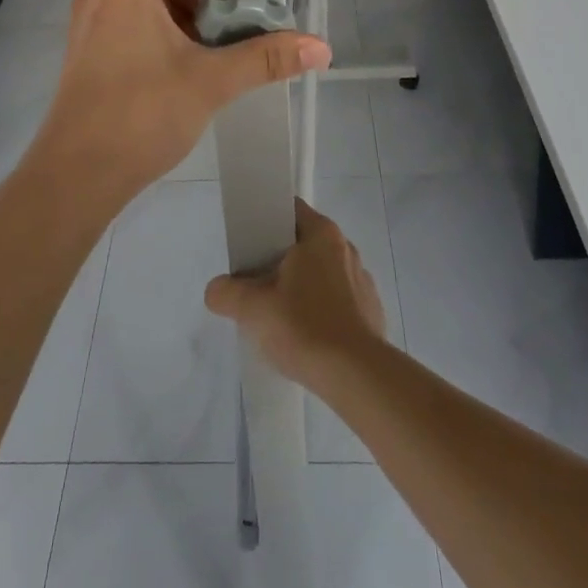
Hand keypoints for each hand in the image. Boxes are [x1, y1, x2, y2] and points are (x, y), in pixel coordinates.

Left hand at [25, 0, 329, 207]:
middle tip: (233, 13)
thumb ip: (266, 59)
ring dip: (181, 10)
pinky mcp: (89, 55)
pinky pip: (128, 22)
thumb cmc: (141, 114)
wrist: (75, 176)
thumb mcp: (211, 82)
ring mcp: (91, 27)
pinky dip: (160, 30)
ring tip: (216, 43)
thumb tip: (321, 48)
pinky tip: (187, 66)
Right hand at [204, 198, 385, 388]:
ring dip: (301, 287)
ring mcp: (362, 280)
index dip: (266, 222)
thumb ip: (227, 293)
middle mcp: (345, 248)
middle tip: (255, 284)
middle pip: (304, 243)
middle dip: (279, 261)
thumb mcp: (253, 309)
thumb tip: (216, 290)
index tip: (248, 245)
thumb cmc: (304, 326)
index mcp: (321, 234)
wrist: (357, 376)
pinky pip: (339, 300)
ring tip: (279, 315)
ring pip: (321, 273)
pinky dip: (321, 310)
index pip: (289, 211)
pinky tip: (307, 336)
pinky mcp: (371, 311)